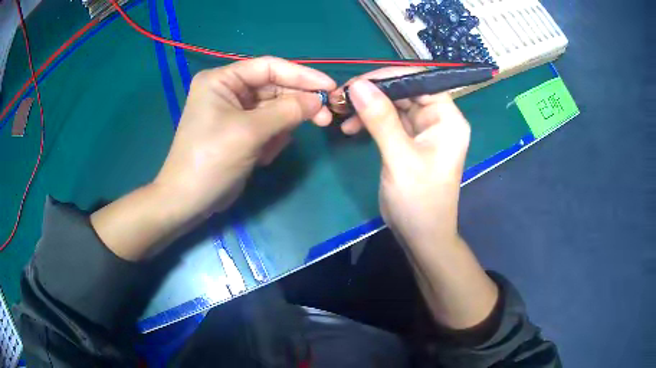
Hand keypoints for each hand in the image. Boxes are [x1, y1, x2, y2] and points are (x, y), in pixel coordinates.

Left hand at [155, 57, 335, 219]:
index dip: (301, 75)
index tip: (330, 87)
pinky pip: (268, 127)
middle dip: (296, 105)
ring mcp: (234, 112)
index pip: (269, 67)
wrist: (189, 201)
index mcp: (222, 80)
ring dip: (280, 128)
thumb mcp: (250, 132)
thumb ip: (287, 111)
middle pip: (274, 88)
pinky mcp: (240, 131)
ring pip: (274, 110)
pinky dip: (271, 140)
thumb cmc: (211, 160)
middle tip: (325, 119)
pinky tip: (260, 157)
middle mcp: (228, 90)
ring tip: (268, 150)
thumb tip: (319, 100)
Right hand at [341, 68, 497, 329]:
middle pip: (404, 91)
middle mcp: (437, 119)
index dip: (388, 77)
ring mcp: (423, 130)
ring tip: (340, 112)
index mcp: (447, 118)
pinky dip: (369, 121)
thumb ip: (381, 119)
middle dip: (372, 92)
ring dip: (367, 106)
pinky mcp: (408, 141)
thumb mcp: (400, 158)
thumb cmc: (419, 200)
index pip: (420, 81)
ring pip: (393, 104)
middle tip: (340, 97)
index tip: (356, 82)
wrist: (421, 236)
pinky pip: (387, 120)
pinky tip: (350, 128)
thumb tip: (358, 85)